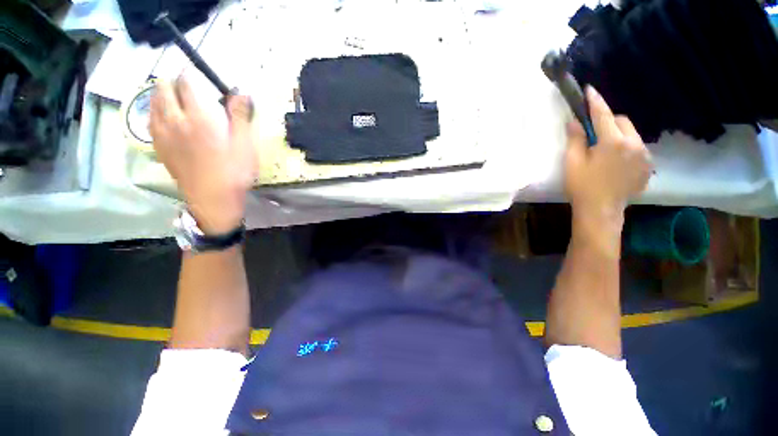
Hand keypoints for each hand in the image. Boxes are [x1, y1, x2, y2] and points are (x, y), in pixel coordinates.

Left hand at [150, 76, 256, 233]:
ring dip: (159, 94)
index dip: (190, 74)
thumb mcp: (246, 144)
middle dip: (171, 82)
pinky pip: (149, 121)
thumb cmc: (234, 171)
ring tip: (169, 94)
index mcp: (200, 118)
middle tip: (183, 85)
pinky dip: (153, 111)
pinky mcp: (159, 147)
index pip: (187, 84)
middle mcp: (176, 121)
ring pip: (152, 103)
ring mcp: (164, 134)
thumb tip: (242, 92)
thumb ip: (241, 116)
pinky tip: (160, 114)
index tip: (196, 74)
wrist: (214, 198)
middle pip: (163, 90)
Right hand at [564, 87, 652, 221]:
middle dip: (608, 122)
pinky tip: (616, 163)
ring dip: (618, 135)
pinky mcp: (648, 165)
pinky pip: (637, 147)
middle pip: (622, 121)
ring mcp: (644, 155)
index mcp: (612, 142)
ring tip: (605, 152)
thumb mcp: (572, 163)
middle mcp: (634, 144)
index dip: (595, 102)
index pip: (603, 115)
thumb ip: (575, 139)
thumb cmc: (582, 186)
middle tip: (593, 136)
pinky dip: (626, 148)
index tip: (589, 90)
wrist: (601, 210)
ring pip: (632, 134)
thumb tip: (574, 121)